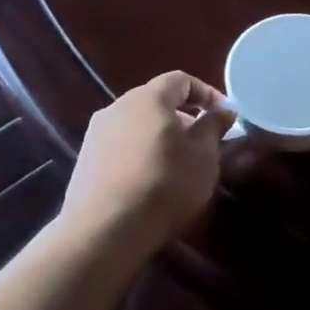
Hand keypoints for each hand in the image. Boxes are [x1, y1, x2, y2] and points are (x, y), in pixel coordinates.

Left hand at [62, 71, 234, 251]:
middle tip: (203, 143)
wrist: (105, 228)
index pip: (181, 80)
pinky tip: (150, 180)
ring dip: (161, 136)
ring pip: (137, 124)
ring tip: (178, 164)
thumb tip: (224, 109)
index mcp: (149, 98)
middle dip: (184, 117)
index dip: (206, 93)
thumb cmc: (165, 184)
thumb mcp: (204, 156)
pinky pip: (121, 145)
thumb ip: (214, 126)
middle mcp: (118, 106)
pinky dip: (140, 153)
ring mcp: (96, 133)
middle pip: (156, 101)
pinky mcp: (85, 160)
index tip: (224, 116)